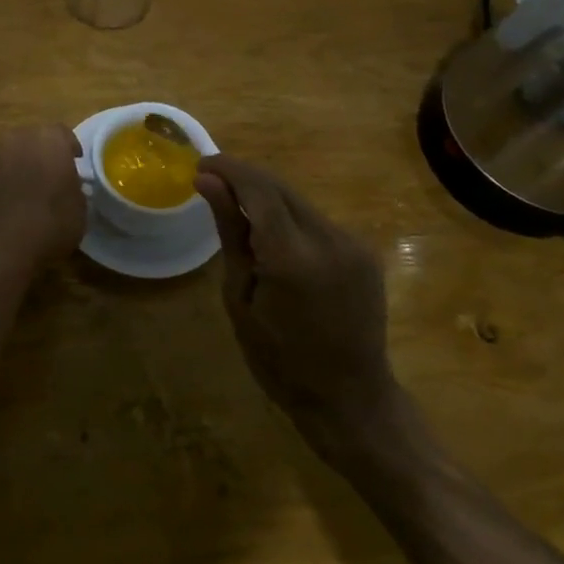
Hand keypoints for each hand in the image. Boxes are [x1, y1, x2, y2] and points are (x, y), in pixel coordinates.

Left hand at [0, 125, 86, 263]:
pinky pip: (7, 168)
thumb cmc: (52, 221)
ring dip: (30, 162)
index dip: (71, 148)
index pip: (64, 134)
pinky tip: (23, 196)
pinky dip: (15, 176)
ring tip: (40, 184)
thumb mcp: (80, 205)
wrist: (4, 245)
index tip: (77, 163)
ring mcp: (0, 157)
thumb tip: (69, 183)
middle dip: (48, 151)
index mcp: (50, 139)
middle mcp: (22, 139)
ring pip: (20, 152)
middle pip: (38, 138)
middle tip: (59, 171)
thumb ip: (76, 186)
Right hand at [194, 155, 395, 452]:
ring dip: (266, 196)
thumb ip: (230, 231)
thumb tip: (206, 180)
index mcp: (292, 255)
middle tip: (210, 181)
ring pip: (299, 200)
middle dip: (244, 177)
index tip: (199, 164)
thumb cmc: (279, 360)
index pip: (258, 187)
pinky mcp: (364, 251)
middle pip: (279, 187)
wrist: (350, 399)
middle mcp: (329, 238)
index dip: (227, 169)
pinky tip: (273, 235)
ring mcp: (352, 243)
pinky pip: (317, 220)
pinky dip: (289, 217)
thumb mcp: (240, 297)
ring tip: (237, 209)